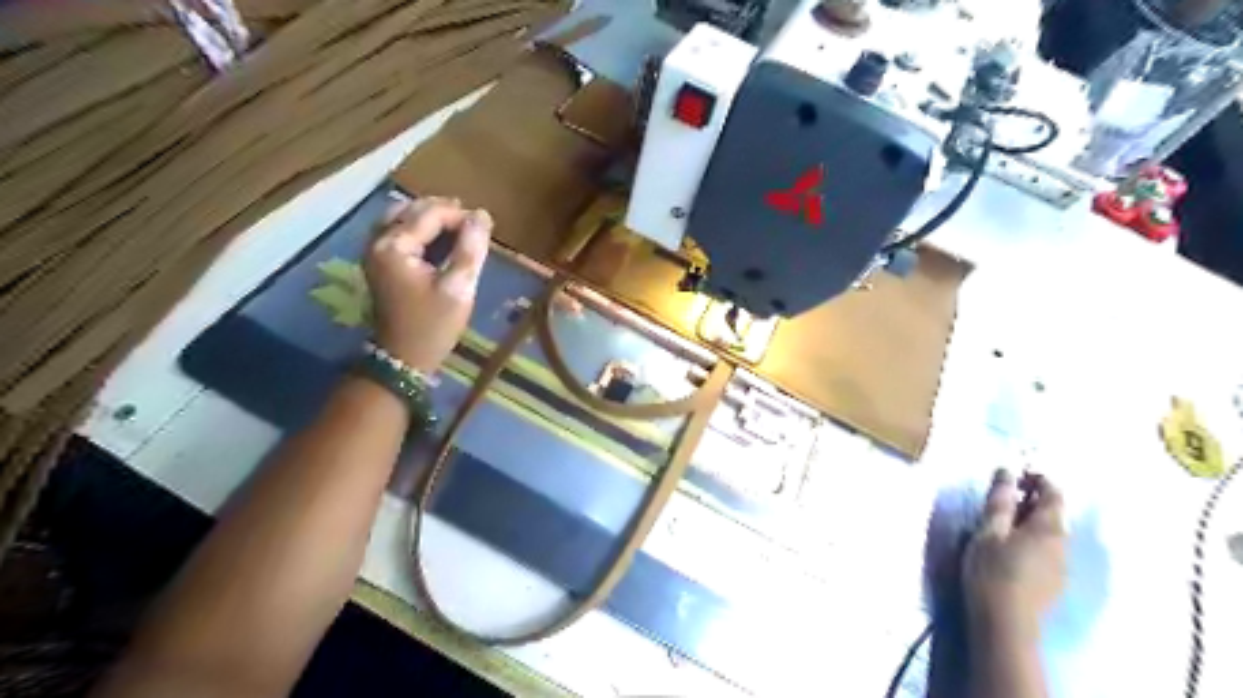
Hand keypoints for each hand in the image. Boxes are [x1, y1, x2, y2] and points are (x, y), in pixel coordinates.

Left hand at [366, 196, 490, 372]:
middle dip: (445, 212)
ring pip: (404, 218)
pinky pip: (399, 232)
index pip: (430, 213)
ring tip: (461, 228)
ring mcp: (375, 251)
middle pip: (412, 209)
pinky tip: (441, 239)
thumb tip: (482, 215)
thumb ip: (470, 249)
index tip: (486, 226)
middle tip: (475, 225)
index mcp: (394, 246)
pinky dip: (421, 230)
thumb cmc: (433, 325)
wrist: (403, 358)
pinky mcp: (380, 262)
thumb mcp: (458, 288)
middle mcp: (378, 241)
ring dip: (432, 218)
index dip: (460, 215)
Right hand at [960, 470, 1067, 633]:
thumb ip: (999, 501)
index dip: (1037, 478)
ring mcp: (1061, 565)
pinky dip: (1030, 539)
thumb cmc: (992, 570)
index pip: (1053, 493)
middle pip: (1053, 513)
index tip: (1013, 474)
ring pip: (1049, 533)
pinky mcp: (1053, 582)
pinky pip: (1046, 550)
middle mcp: (1062, 543)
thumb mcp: (989, 531)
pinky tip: (1009, 548)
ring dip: (1029, 520)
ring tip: (1000, 522)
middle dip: (1030, 500)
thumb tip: (1006, 471)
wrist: (1006, 622)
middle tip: (1000, 497)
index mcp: (1048, 527)